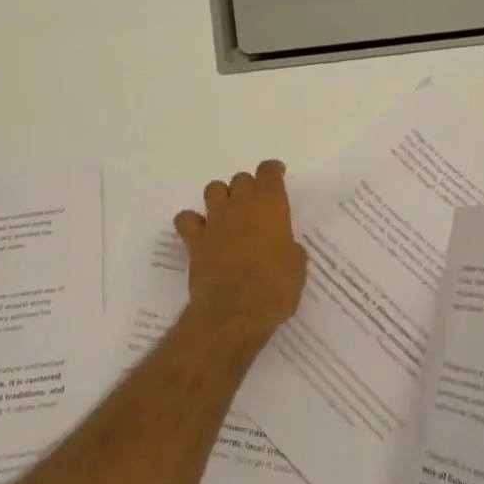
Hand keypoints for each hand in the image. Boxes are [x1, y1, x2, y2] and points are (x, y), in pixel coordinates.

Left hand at [174, 160, 307, 338]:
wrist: (235, 312)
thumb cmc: (275, 288)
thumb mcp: (297, 268)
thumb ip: (290, 249)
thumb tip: (284, 248)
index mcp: (270, 205)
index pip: (269, 172)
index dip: (273, 172)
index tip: (277, 176)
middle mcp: (240, 205)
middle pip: (241, 179)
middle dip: (249, 188)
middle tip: (256, 207)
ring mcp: (214, 221)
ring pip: (214, 190)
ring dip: (222, 197)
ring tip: (228, 214)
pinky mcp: (194, 240)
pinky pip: (186, 219)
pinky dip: (192, 222)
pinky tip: (201, 232)